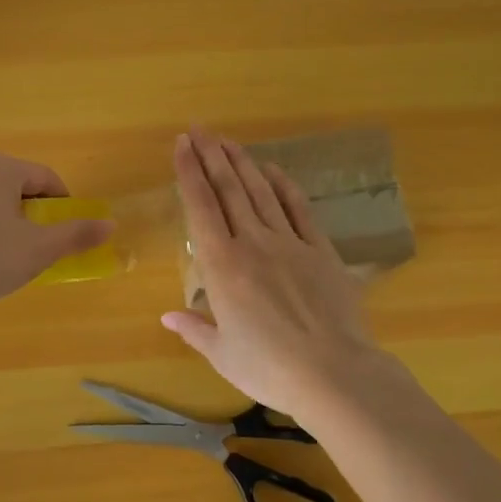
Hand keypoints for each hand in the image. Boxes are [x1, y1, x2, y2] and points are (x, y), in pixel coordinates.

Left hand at [0, 152, 112, 323]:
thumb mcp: (37, 250)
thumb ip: (76, 234)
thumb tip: (110, 224)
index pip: (46, 178)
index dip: (64, 207)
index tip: (66, 235)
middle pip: (18, 187)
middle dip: (34, 215)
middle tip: (37, 248)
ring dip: (8, 223)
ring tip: (8, 257)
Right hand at [161, 128, 381, 420]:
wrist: (333, 373)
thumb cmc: (269, 368)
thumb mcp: (223, 354)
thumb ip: (194, 329)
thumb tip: (167, 316)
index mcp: (222, 265)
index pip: (200, 206)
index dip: (189, 172)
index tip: (181, 144)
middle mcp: (252, 243)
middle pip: (228, 189)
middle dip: (211, 155)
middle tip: (199, 129)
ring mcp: (289, 242)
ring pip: (260, 191)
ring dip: (242, 163)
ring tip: (228, 140)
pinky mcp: (320, 249)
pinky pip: (298, 209)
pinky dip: (284, 185)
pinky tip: (272, 169)